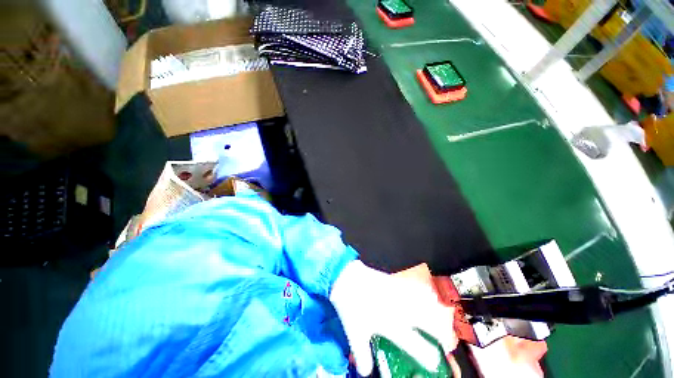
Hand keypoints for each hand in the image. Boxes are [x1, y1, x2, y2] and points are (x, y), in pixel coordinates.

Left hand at [330, 260, 457, 375]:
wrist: (346, 277)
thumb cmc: (350, 305)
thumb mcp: (354, 332)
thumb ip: (362, 354)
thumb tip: (366, 371)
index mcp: (391, 324)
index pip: (416, 344)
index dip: (429, 356)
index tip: (436, 362)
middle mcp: (399, 309)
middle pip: (429, 320)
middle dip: (442, 332)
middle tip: (446, 340)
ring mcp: (398, 293)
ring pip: (425, 301)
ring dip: (436, 312)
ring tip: (442, 319)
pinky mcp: (394, 281)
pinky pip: (414, 287)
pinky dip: (423, 294)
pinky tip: (426, 296)